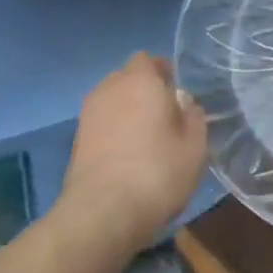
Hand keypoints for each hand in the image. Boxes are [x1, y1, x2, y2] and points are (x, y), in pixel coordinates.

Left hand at [60, 54, 208, 250]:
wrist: (103, 213)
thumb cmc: (158, 171)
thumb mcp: (195, 146)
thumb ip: (193, 116)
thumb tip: (183, 103)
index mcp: (140, 80)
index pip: (148, 60)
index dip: (163, 72)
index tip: (178, 93)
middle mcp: (109, 89)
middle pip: (128, 79)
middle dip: (146, 91)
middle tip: (167, 116)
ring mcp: (88, 115)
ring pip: (113, 102)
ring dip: (129, 112)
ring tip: (148, 138)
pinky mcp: (76, 141)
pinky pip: (102, 124)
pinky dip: (115, 132)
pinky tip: (130, 156)